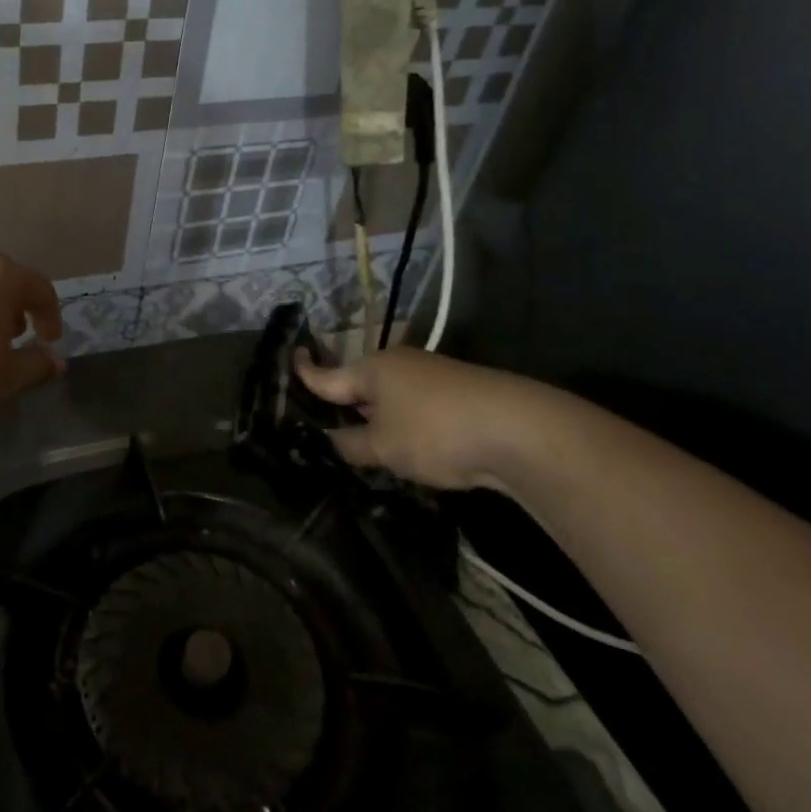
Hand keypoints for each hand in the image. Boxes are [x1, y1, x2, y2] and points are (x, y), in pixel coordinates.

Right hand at [293, 348, 542, 491]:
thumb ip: (350, 445)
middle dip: (346, 408)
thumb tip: (333, 442)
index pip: (327, 375)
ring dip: (379, 421)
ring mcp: (432, 376)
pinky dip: (407, 425)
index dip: (305, 372)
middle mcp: (399, 364)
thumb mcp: (383, 447)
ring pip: (391, 399)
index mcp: (372, 369)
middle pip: (361, 386)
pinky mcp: (459, 392)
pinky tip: (413, 450)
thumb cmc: (435, 432)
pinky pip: (418, 407)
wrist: (519, 430)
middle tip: (329, 434)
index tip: (291, 360)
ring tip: (372, 451)